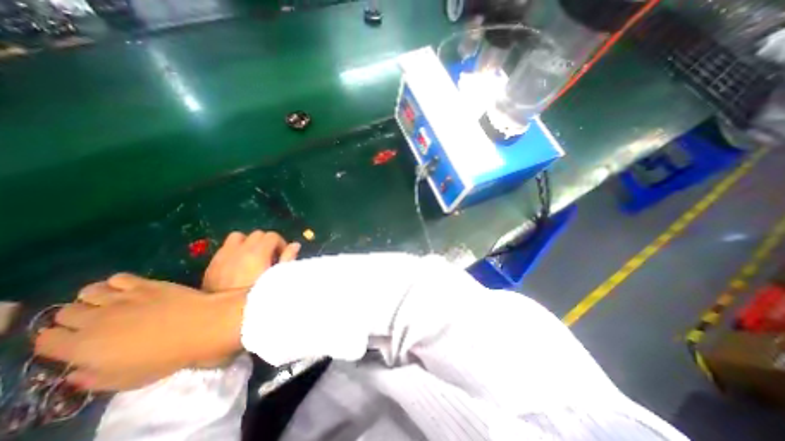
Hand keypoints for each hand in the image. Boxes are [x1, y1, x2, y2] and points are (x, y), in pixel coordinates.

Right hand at [32, 273, 244, 391]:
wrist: (204, 325)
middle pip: (65, 313)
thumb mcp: (126, 380)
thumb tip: (77, 371)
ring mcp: (123, 298)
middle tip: (98, 321)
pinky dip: (120, 282)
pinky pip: (120, 277)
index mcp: (82, 348)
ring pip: (88, 291)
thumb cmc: (168, 356)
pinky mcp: (148, 284)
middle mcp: (95, 319)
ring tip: (113, 303)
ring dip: (95, 297)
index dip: (57, 340)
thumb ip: (93, 378)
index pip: (46, 340)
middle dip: (76, 317)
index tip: (73, 342)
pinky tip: (132, 289)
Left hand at [201, 232, 300, 291]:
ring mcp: (224, 256)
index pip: (272, 236)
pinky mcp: (212, 264)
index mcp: (258, 253)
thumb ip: (288, 258)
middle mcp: (240, 250)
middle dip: (266, 242)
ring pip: (238, 236)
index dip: (280, 243)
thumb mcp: (277, 278)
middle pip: (257, 234)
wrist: (224, 317)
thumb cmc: (258, 296)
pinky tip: (238, 264)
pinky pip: (225, 248)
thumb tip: (295, 245)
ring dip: (248, 242)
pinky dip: (235, 250)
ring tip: (253, 256)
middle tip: (270, 257)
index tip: (282, 255)